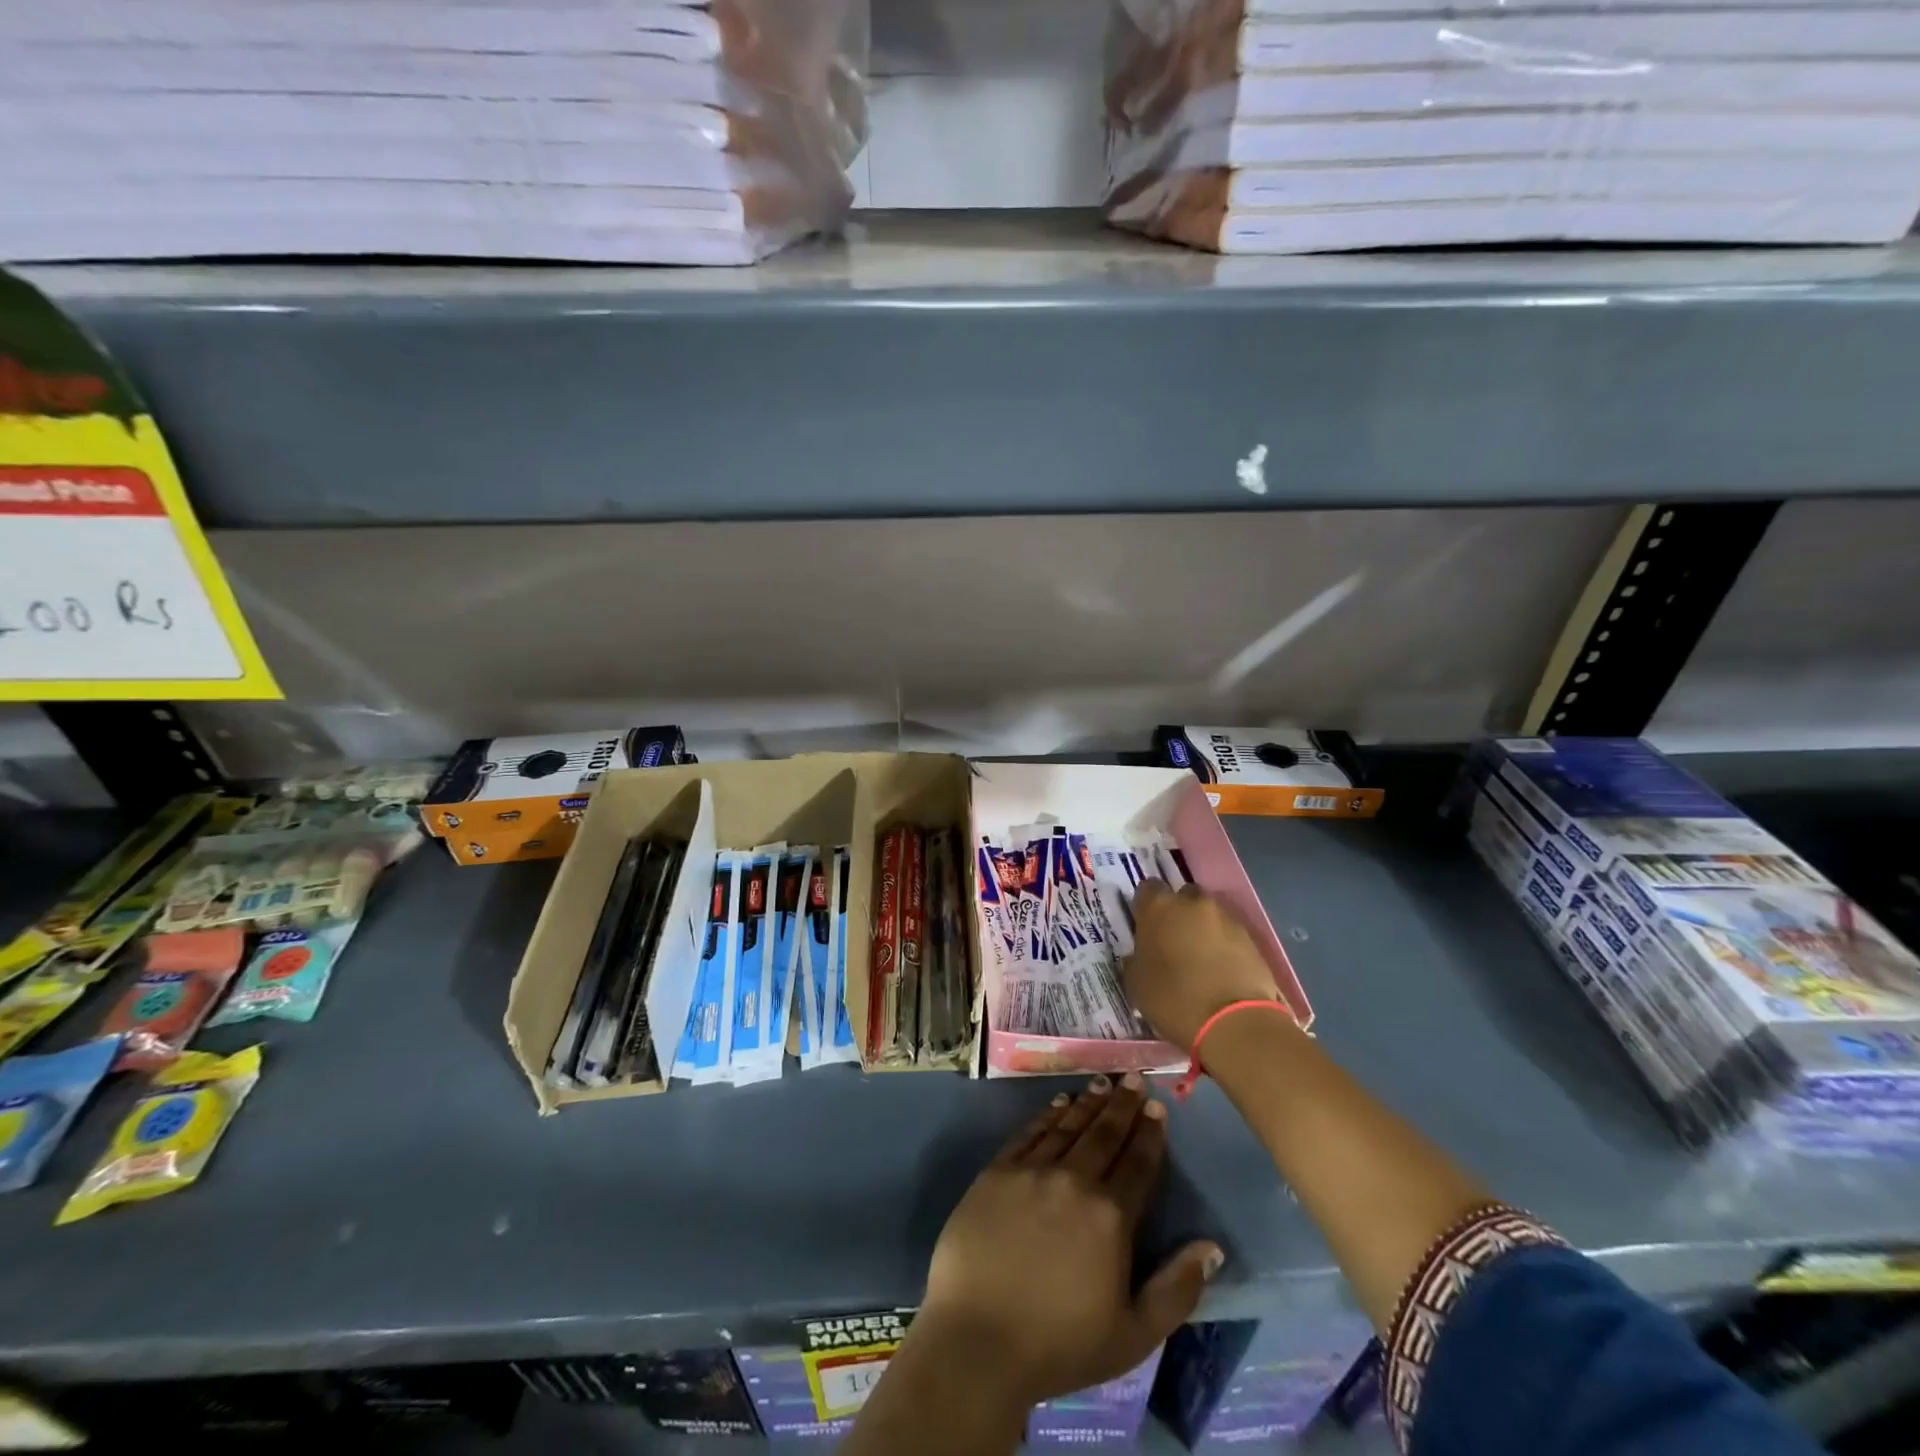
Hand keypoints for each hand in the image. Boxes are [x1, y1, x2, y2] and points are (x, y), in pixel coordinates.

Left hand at [916, 1075, 1222, 1407]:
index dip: (1150, 1134)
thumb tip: (1212, 1246)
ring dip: (1088, 1103)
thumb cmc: (1060, 1345)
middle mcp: (1073, 1181)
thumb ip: (1177, 1288)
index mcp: (1110, 1217)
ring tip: (1103, 1082)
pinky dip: (1047, 1115)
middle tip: (1134, 1078)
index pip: (1137, 1163)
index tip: (1158, 1107)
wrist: (977, 1340)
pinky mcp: (996, 1172)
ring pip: (1068, 1127)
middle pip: (1104, 1134)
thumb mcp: (1134, 1335)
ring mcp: (1031, 1171)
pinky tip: (1059, 1103)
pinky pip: (1029, 1133)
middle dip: (1123, 1105)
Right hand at [1126, 881, 1284, 1052]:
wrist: (1235, 1023)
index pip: (1148, 889)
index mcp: (1159, 907)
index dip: (1146, 907)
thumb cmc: (1174, 999)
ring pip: (1208, 914)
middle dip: (1178, 913)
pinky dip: (1223, 945)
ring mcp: (1226, 918)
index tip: (1145, 927)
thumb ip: (1136, 959)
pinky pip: (1229, 934)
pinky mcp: (1251, 938)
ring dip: (1202, 929)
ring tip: (1200, 959)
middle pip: (1183, 896)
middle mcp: (1193, 903)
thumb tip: (1141, 955)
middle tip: (1173, 941)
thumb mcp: (1136, 983)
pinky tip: (1220, 970)